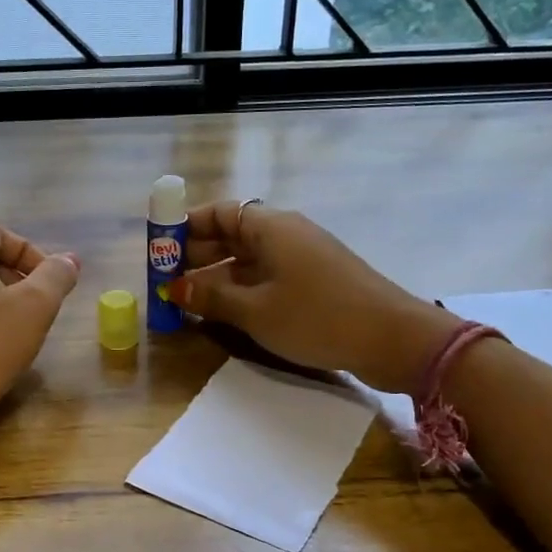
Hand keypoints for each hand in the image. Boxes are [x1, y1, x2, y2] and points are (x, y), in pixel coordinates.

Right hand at [164, 202, 457, 392]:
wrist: (393, 339)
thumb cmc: (317, 317)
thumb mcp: (256, 310)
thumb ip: (213, 297)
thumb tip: (176, 288)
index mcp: (271, 227)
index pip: (219, 212)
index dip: (186, 226)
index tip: (158, 248)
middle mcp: (285, 234)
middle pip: (232, 234)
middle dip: (197, 254)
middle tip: (166, 280)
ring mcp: (302, 258)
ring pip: (248, 258)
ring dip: (218, 276)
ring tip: (187, 300)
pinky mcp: (314, 283)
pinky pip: (266, 277)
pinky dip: (242, 289)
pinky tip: (224, 312)